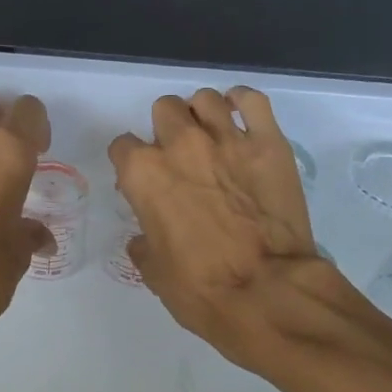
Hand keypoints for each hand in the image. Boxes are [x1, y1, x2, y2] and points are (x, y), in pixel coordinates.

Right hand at [109, 87, 325, 365]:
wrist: (268, 293)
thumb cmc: (202, 290)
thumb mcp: (155, 273)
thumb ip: (144, 242)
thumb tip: (145, 236)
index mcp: (144, 174)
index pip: (123, 147)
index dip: (131, 164)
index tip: (143, 182)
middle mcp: (181, 144)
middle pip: (164, 111)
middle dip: (166, 131)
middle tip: (181, 160)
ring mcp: (227, 138)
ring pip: (204, 99)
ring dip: (201, 114)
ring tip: (211, 138)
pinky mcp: (269, 142)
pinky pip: (253, 100)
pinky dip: (243, 103)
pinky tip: (241, 118)